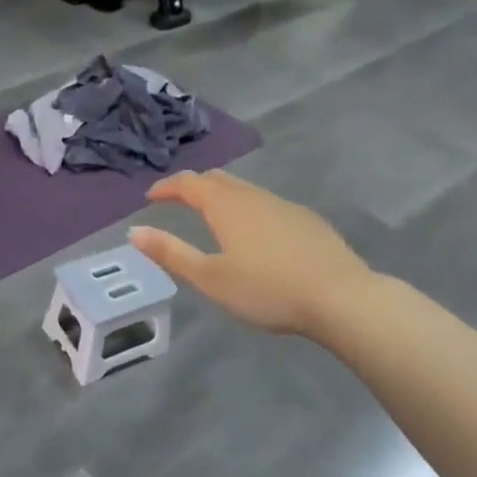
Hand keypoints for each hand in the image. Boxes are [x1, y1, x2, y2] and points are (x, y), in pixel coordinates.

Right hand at [128, 169, 376, 338]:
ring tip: (212, 216)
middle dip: (193, 186)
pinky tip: (255, 234)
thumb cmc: (267, 289)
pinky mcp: (307, 220)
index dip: (167, 186)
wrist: (342, 297)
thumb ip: (171, 253)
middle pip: (217, 179)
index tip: (151, 196)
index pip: (189, 183)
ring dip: (222, 196)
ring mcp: (284, 205)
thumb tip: (135, 231)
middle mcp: (253, 196)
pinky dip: (247, 209)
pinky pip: (266, 204)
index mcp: (226, 205)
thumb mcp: (210, 277)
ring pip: (245, 190)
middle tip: (177, 200)